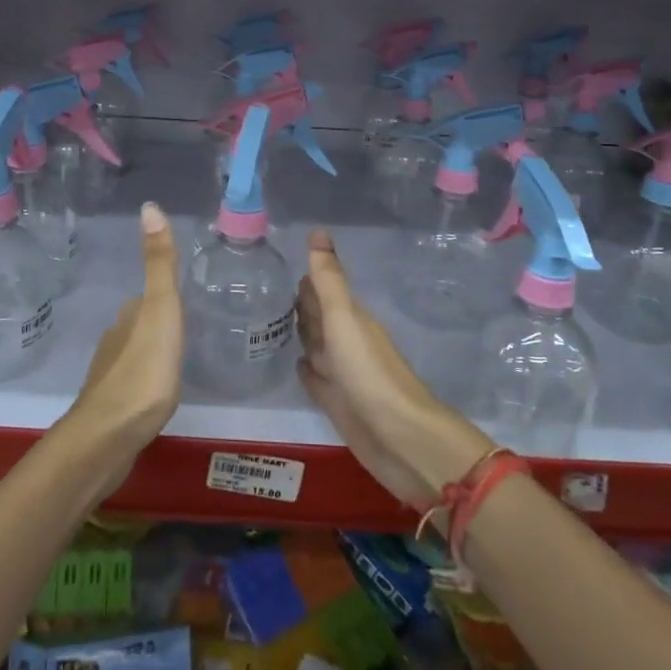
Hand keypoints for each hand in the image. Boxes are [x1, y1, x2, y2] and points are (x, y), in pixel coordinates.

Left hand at [64, 202, 183, 493]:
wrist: (109, 437)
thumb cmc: (143, 370)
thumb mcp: (161, 310)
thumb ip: (160, 264)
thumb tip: (149, 205)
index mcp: (129, 317)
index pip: (147, 297)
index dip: (164, 295)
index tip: (184, 298)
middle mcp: (115, 340)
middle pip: (139, 323)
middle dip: (158, 322)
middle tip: (188, 326)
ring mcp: (111, 376)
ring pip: (134, 352)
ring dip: (151, 351)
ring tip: (177, 357)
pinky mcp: (113, 407)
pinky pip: (133, 383)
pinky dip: (146, 379)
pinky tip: (159, 391)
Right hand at [295, 230, 489, 508]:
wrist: (401, 438)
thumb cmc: (370, 373)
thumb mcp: (345, 319)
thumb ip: (329, 280)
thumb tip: (318, 231)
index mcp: (351, 319)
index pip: (323, 291)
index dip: (307, 278)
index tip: (281, 262)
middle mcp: (347, 342)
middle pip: (320, 317)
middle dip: (301, 304)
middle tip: (269, 290)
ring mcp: (344, 374)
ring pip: (317, 346)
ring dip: (301, 334)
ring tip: (272, 322)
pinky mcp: (338, 403)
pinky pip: (317, 379)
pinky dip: (305, 369)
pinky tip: (294, 364)